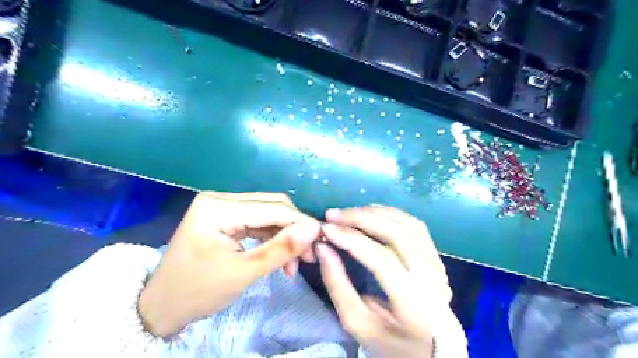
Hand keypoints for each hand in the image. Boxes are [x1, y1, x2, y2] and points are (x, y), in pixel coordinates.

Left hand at [137, 191, 321, 336]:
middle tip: (309, 254)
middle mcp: (220, 199)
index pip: (271, 208)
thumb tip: (314, 229)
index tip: (322, 238)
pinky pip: (257, 221)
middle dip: (293, 228)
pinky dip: (272, 237)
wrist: (162, 306)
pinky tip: (281, 255)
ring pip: (267, 213)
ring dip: (284, 234)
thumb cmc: (197, 292)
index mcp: (218, 208)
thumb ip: (281, 250)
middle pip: (271, 206)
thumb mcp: (243, 273)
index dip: (300, 222)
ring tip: (296, 261)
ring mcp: (221, 206)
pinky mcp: (224, 216)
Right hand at [316, 205, 450, 355]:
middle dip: (360, 218)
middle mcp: (432, 279)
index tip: (326, 228)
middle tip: (333, 215)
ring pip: (406, 224)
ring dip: (374, 212)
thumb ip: (337, 284)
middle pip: (396, 233)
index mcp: (414, 304)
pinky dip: (390, 214)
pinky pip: (414, 225)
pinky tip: (371, 214)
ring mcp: (438, 265)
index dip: (351, 239)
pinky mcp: (437, 257)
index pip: (381, 259)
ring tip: (348, 213)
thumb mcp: (357, 322)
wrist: (430, 350)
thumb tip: (323, 246)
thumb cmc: (390, 342)